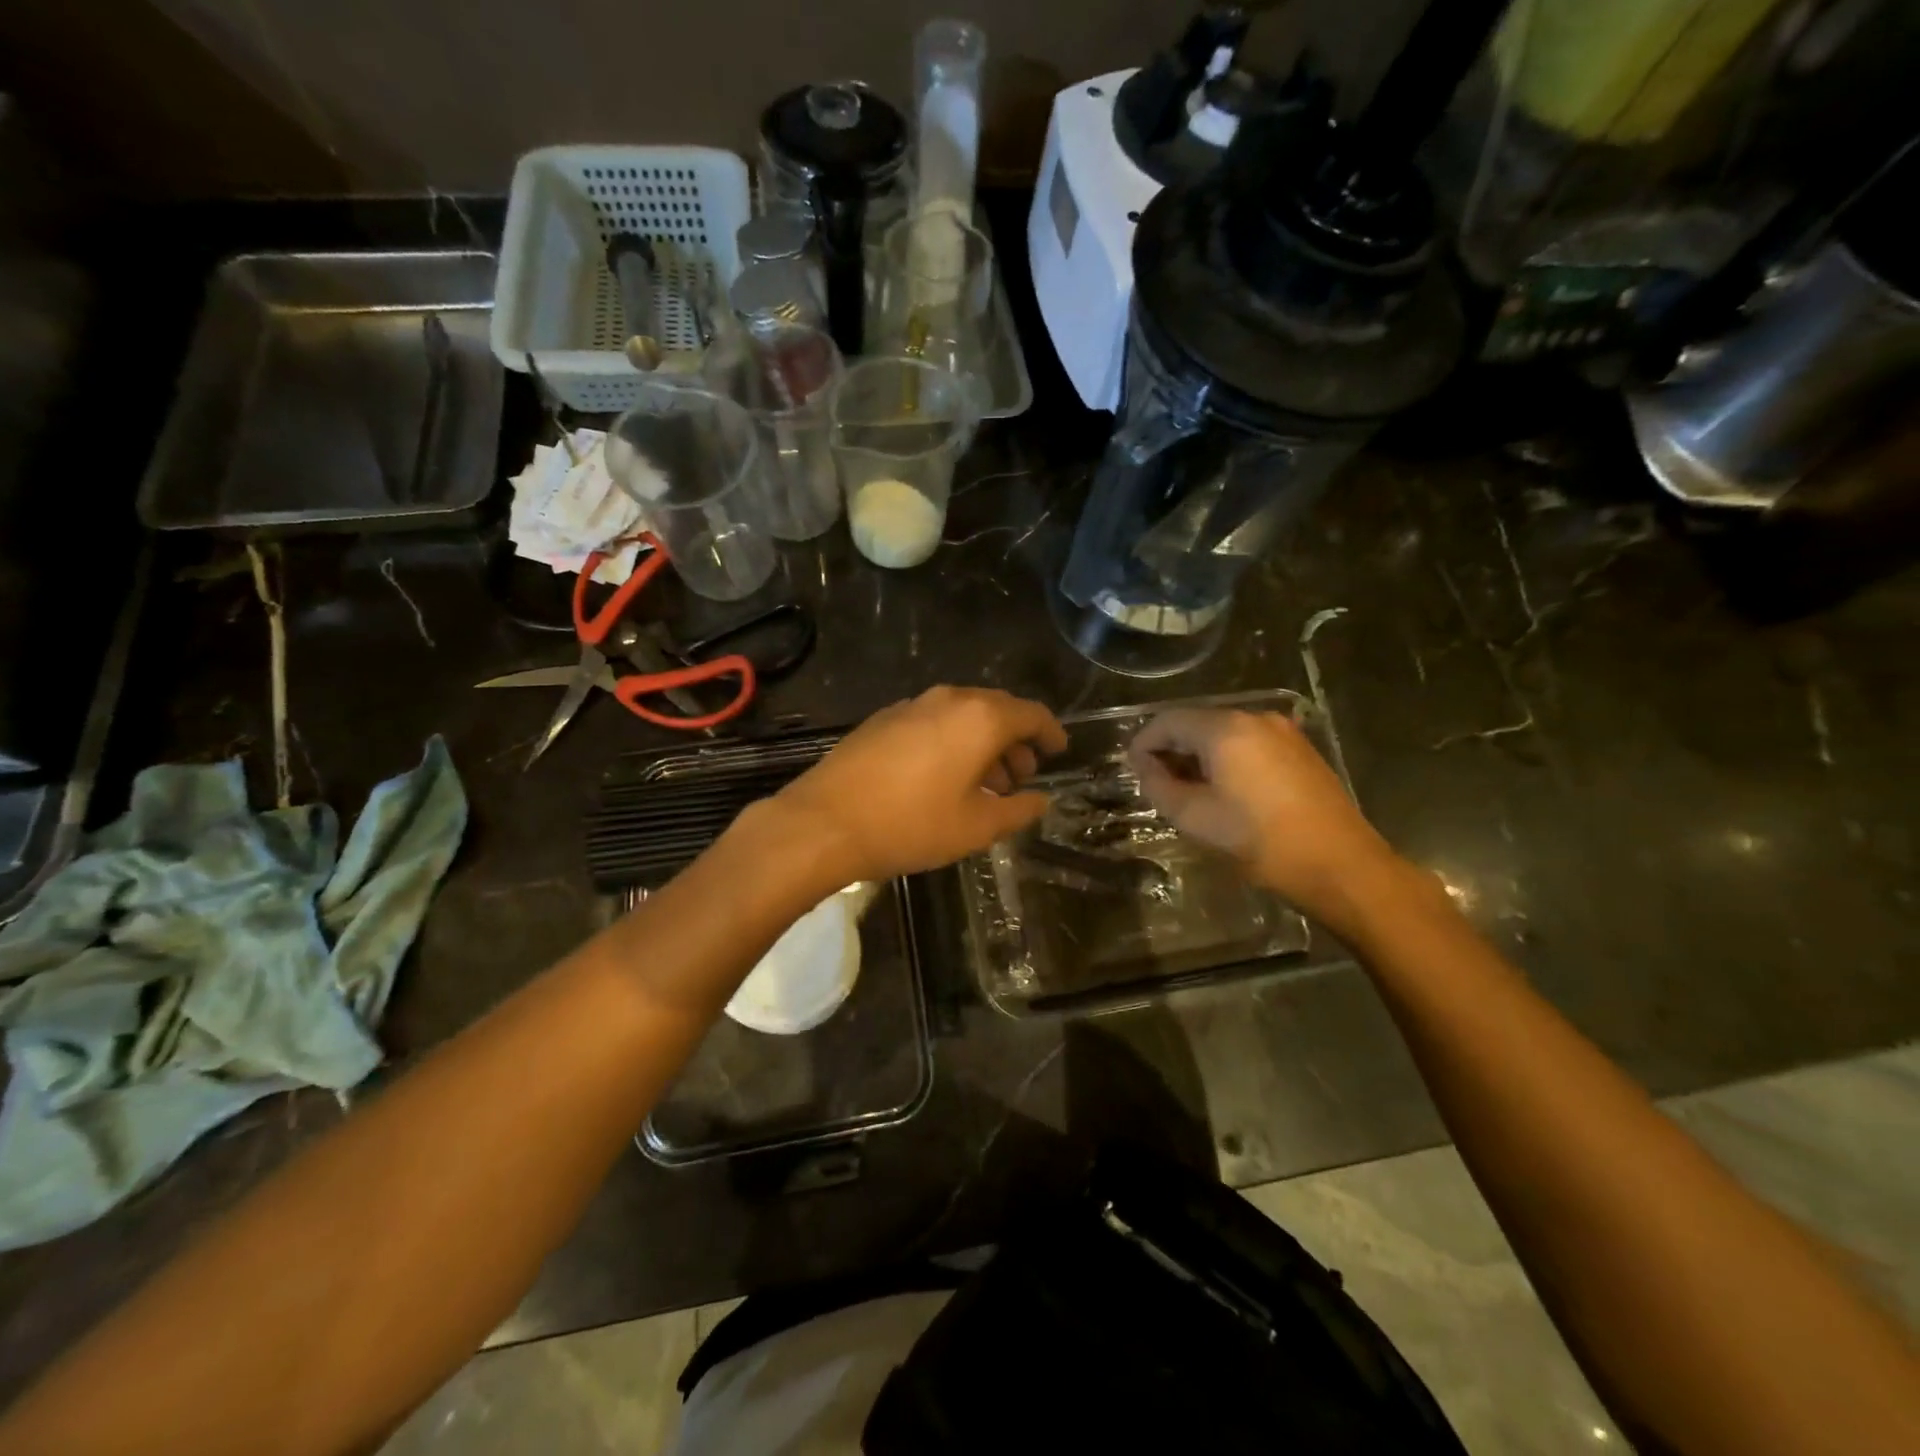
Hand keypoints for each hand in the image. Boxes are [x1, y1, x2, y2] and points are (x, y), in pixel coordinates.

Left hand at [775, 686, 1068, 882]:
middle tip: (1021, 776)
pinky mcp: (883, 719)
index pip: (1031, 714)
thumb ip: (1017, 811)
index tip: (1058, 751)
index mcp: (980, 718)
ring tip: (985, 784)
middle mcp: (948, 699)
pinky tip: (943, 777)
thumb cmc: (910, 825)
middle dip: (1015, 740)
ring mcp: (911, 705)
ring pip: (963, 715)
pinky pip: (933, 721)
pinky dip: (952, 741)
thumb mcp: (975, 828)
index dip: (1050, 733)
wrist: (824, 822)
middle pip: (997, 709)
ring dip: (982, 743)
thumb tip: (1041, 800)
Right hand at [1127, 708, 1401, 930]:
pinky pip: (1250, 743)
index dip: (1144, 743)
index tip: (1133, 770)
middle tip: (1157, 783)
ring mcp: (1283, 732)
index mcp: (1225, 729)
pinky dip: (1228, 759)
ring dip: (1200, 755)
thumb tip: (1145, 766)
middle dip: (1172, 748)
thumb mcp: (1194, 818)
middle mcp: (1254, 718)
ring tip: (1189, 790)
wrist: (1340, 865)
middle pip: (1197, 722)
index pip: (1168, 721)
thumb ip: (1158, 786)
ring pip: (1225, 733)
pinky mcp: (1301, 750)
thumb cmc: (1258, 841)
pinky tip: (1226, 790)